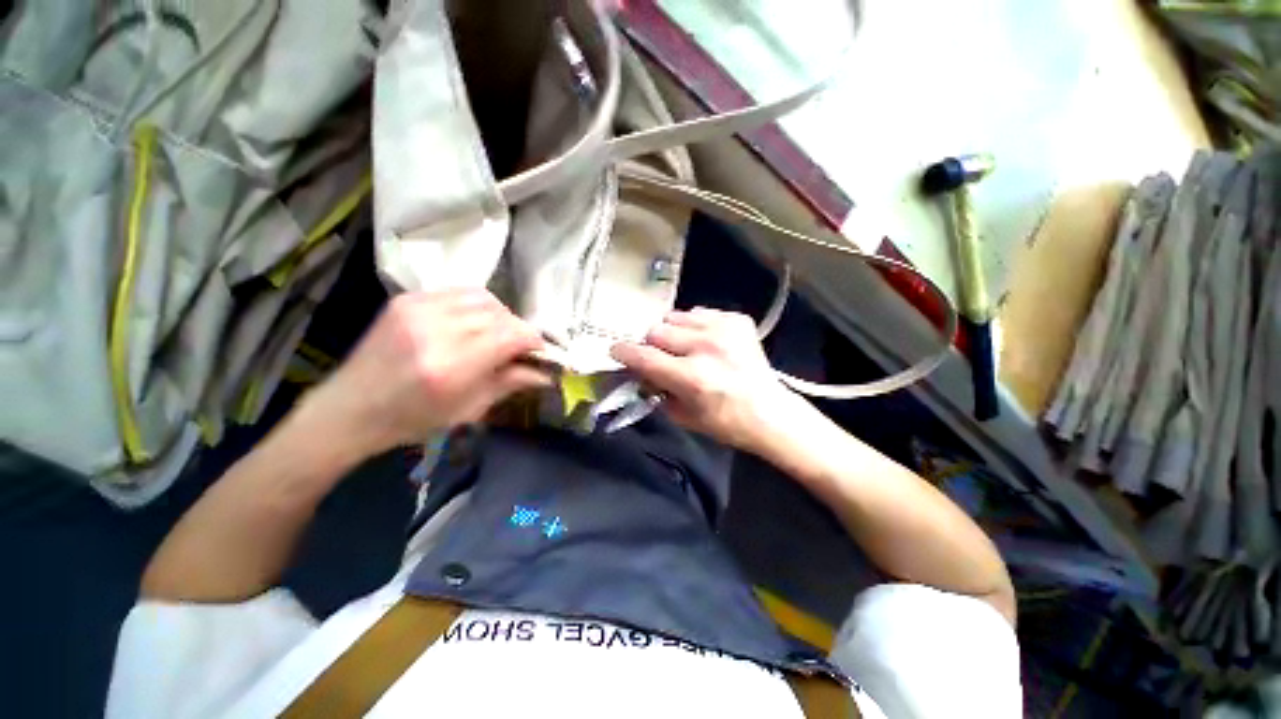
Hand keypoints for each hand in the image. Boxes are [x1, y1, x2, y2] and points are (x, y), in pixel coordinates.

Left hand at [303, 289, 550, 457]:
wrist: (350, 409)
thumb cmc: (412, 420)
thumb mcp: (469, 409)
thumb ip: (511, 383)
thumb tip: (547, 373)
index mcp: (452, 366)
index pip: (511, 335)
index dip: (533, 341)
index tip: (540, 352)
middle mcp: (435, 330)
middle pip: (500, 315)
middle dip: (518, 330)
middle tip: (519, 348)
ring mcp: (417, 309)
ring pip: (483, 298)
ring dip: (500, 315)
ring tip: (497, 334)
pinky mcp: (406, 299)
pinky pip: (458, 293)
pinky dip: (476, 306)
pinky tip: (473, 324)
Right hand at [610, 308, 800, 449]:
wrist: (770, 411)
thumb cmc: (725, 422)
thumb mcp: (682, 416)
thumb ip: (655, 389)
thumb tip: (639, 369)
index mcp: (692, 377)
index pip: (644, 356)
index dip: (624, 352)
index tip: (616, 350)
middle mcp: (706, 347)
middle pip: (656, 330)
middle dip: (651, 344)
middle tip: (660, 357)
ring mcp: (724, 328)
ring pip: (675, 316)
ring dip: (672, 332)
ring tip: (684, 347)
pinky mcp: (737, 319)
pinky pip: (699, 313)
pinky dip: (694, 326)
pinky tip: (706, 342)